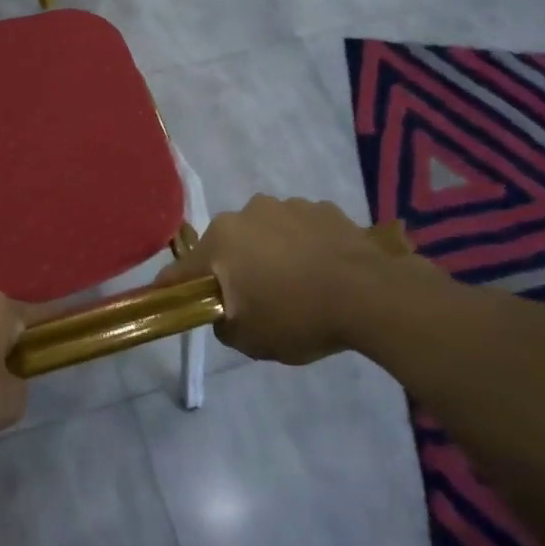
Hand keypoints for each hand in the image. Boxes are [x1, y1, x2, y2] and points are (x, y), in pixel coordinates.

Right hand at [158, 196, 437, 364]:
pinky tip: (321, 271)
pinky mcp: (323, 208)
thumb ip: (222, 323)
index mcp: (220, 241)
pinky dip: (302, 246)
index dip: (173, 290)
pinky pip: (300, 229)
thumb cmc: (299, 317)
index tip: (171, 303)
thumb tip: (223, 311)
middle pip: (226, 246)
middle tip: (252, 300)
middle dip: (232, 269)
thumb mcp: (249, 339)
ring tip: (295, 284)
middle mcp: (247, 213)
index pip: (181, 270)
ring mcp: (288, 205)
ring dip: (269, 253)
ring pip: (264, 233)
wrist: (372, 295)